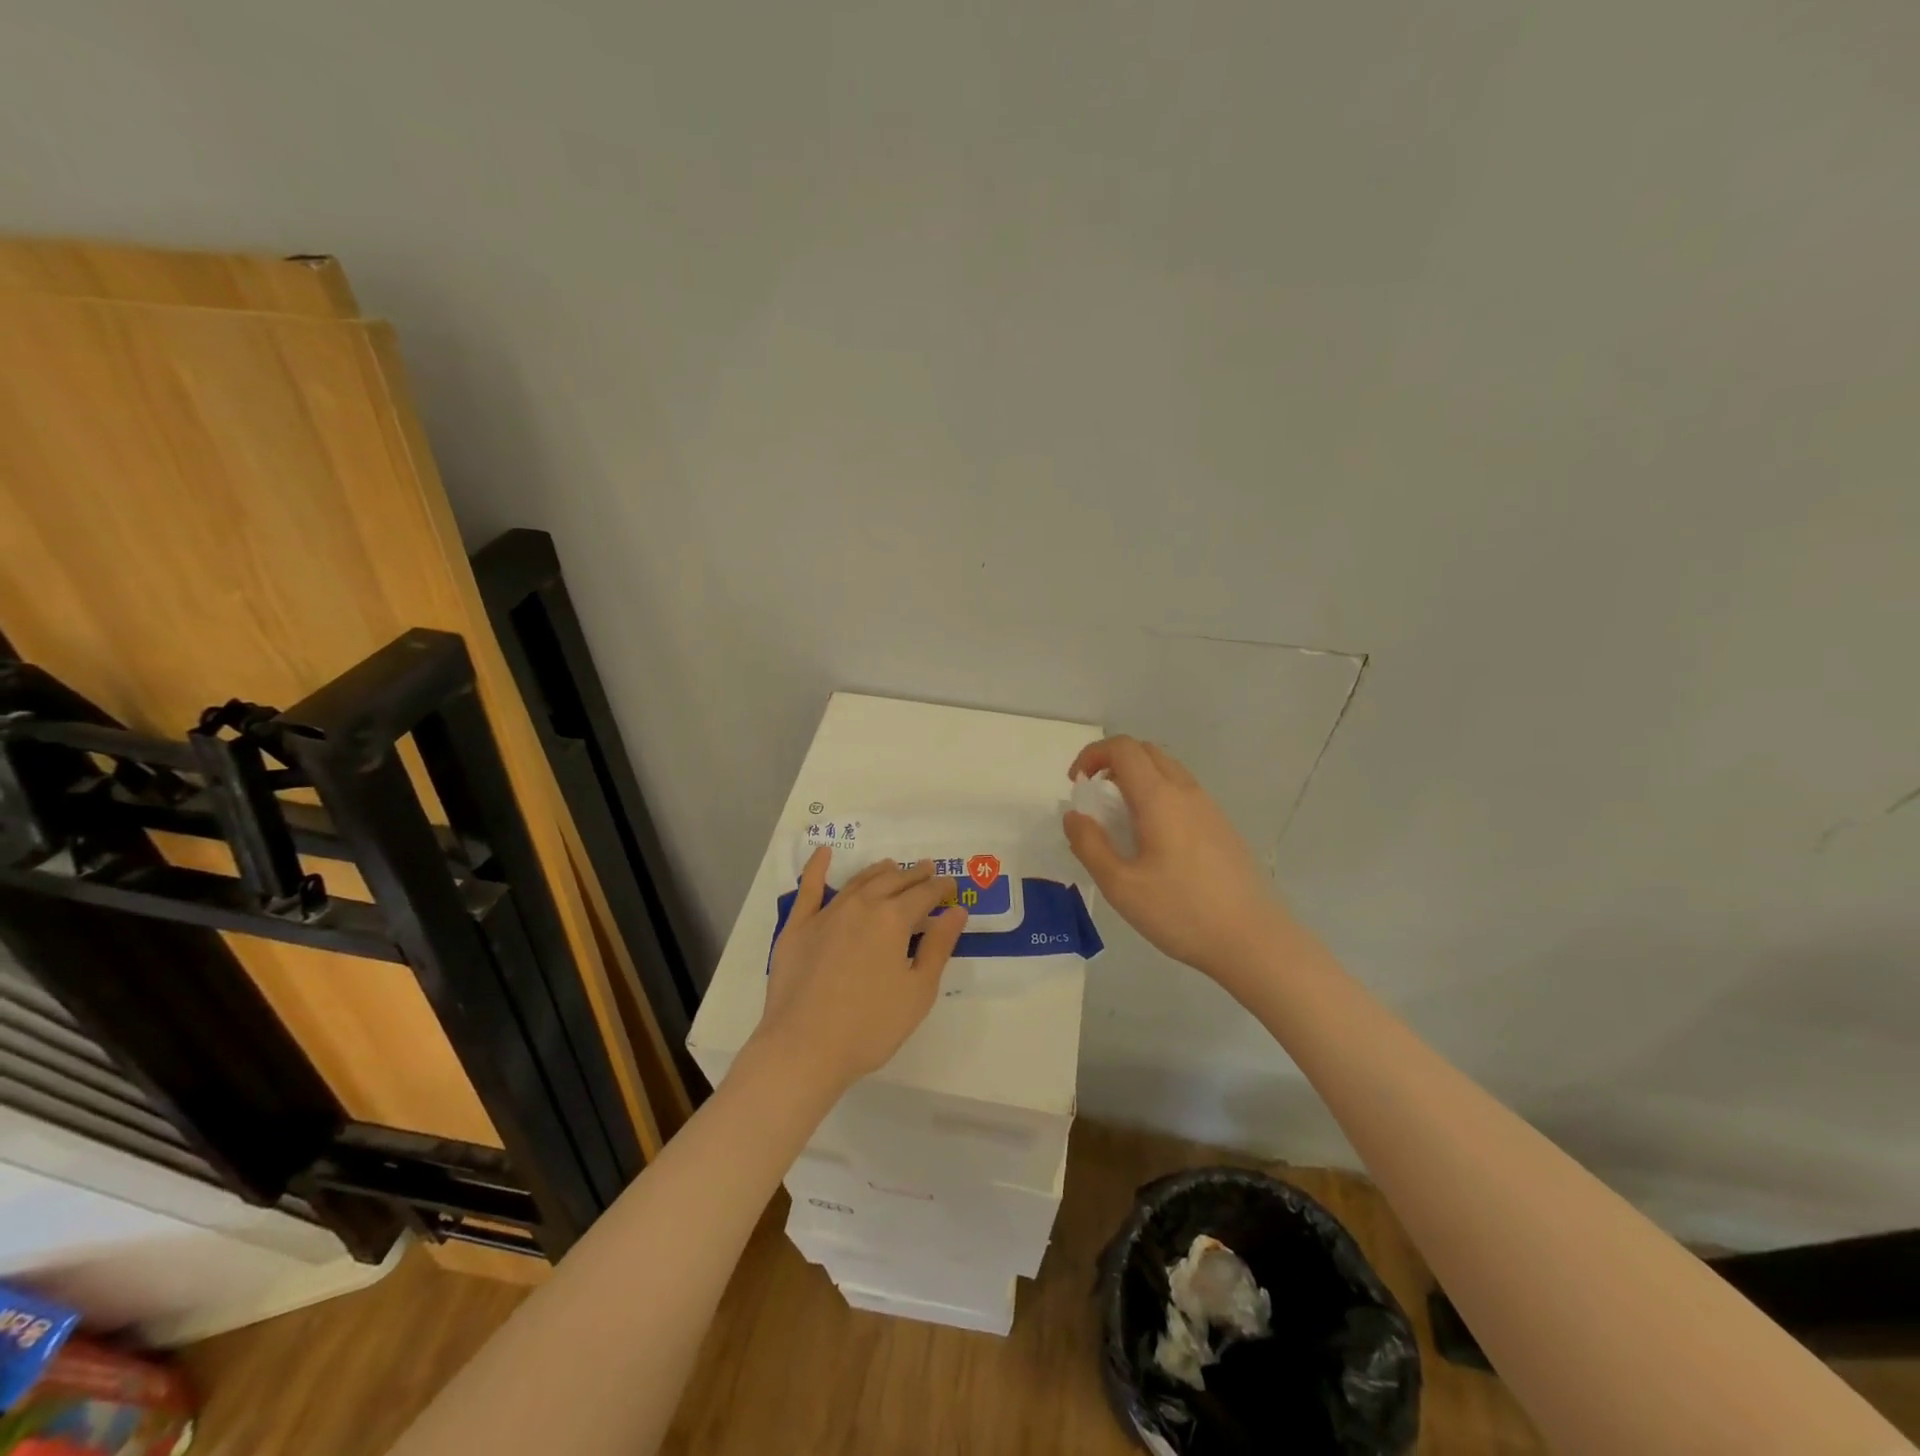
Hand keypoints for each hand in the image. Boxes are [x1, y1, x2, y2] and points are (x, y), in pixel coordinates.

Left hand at [752, 850, 968, 1091]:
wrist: (804, 1049)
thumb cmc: (870, 1027)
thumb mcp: (918, 992)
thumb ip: (938, 947)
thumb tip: (955, 911)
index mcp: (893, 919)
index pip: (924, 895)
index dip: (940, 888)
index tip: (951, 884)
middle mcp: (861, 906)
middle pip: (892, 882)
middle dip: (913, 875)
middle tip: (926, 869)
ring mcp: (826, 914)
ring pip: (858, 882)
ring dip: (878, 872)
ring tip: (891, 866)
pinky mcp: (797, 927)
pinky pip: (808, 889)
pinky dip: (817, 867)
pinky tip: (823, 854)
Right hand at [1062, 736, 1289, 988]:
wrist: (1253, 940)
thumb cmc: (1180, 911)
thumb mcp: (1120, 885)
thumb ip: (1089, 845)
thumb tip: (1074, 815)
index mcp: (1159, 797)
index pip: (1123, 748)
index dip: (1092, 755)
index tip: (1076, 785)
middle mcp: (1186, 792)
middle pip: (1146, 752)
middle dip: (1112, 762)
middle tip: (1095, 797)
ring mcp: (1209, 808)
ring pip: (1168, 770)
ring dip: (1137, 778)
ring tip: (1121, 819)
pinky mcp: (1222, 827)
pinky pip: (1184, 792)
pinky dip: (1158, 795)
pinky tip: (1154, 839)